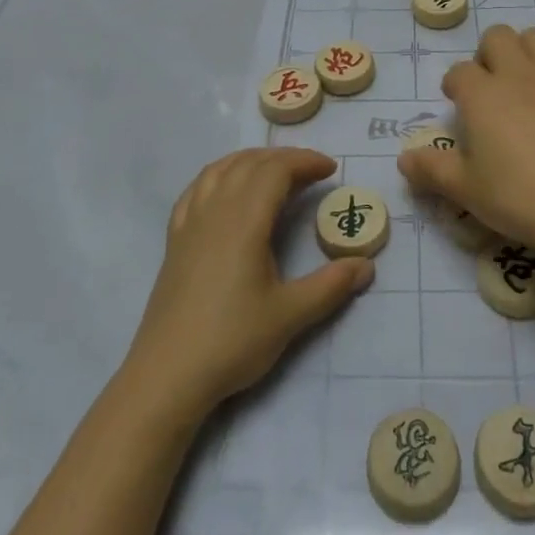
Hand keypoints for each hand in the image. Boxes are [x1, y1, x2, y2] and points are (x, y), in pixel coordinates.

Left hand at [123, 147, 373, 420]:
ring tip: (274, 171)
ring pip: (220, 169)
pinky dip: (219, 174)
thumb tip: (367, 265)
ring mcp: (190, 223)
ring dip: (251, 160)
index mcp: (244, 221)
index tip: (331, 170)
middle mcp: (215, 211)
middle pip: (249, 163)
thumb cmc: (231, 341)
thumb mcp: (289, 316)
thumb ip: (330, 286)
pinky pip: (196, 188)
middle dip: (284, 158)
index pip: (276, 170)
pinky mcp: (175, 240)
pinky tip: (226, 189)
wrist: (167, 375)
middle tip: (312, 172)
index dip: (305, 161)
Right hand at [397, 25, 534, 257]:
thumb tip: (404, 158)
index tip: (459, 107)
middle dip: (489, 55)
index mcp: (481, 94)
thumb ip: (431, 169)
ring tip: (526, 81)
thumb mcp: (465, 189)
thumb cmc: (519, 196)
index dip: (455, 86)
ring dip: (526, 51)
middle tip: (492, 89)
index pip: (458, 72)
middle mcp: (516, 73)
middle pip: (496, 36)